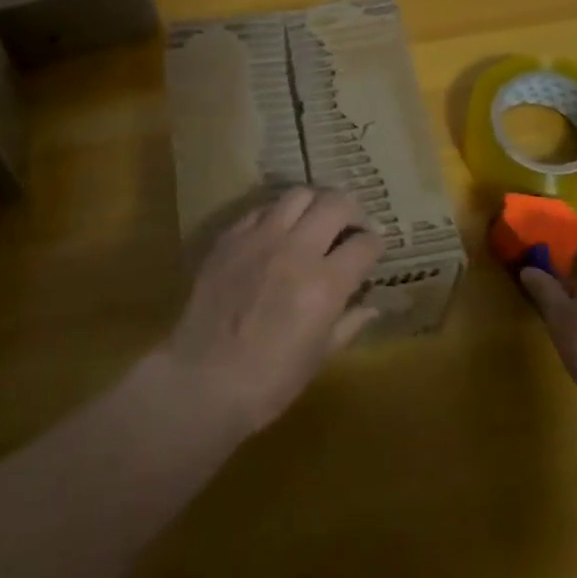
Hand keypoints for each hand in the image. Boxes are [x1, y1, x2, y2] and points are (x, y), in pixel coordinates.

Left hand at [163, 188, 383, 433]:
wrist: (201, 381)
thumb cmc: (268, 382)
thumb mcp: (318, 358)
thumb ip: (348, 324)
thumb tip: (372, 306)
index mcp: (326, 283)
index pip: (365, 243)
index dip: (375, 245)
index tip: (373, 251)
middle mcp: (296, 249)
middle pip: (336, 204)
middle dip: (353, 211)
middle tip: (352, 226)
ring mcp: (259, 238)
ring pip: (298, 195)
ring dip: (315, 204)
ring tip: (315, 220)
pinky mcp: (230, 238)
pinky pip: (261, 210)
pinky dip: (278, 215)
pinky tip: (277, 233)